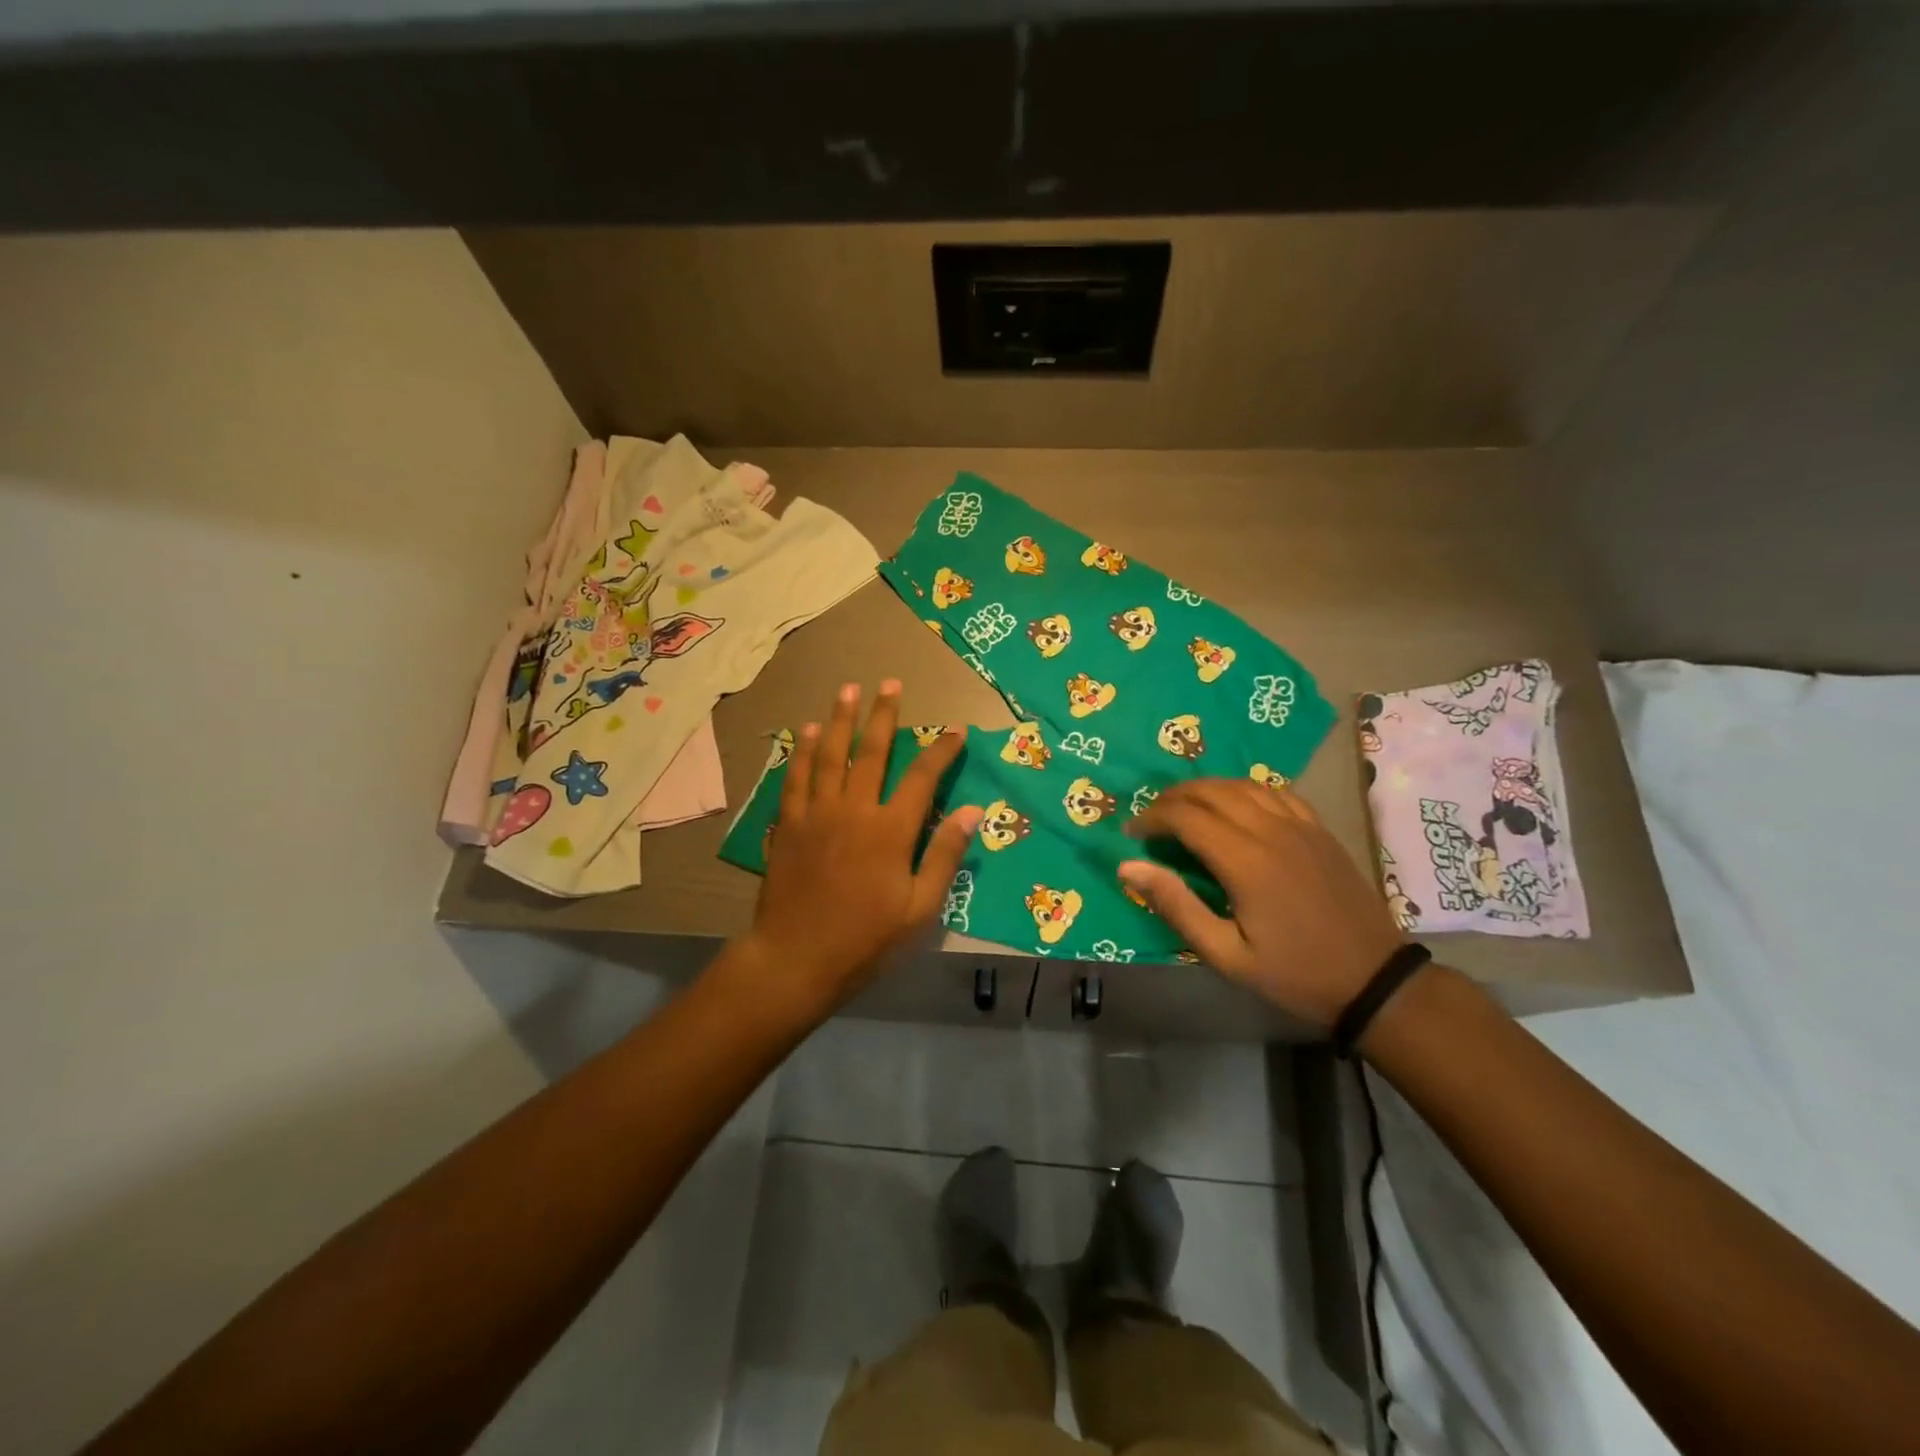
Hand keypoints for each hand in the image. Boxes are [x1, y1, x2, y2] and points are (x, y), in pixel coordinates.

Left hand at [741, 680, 979, 1014]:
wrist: (795, 959)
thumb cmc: (865, 940)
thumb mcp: (919, 908)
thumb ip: (944, 855)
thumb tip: (973, 811)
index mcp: (890, 830)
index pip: (923, 777)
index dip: (942, 750)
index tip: (956, 730)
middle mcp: (853, 809)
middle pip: (872, 751)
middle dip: (883, 715)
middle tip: (889, 683)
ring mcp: (816, 813)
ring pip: (830, 754)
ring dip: (840, 720)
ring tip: (847, 690)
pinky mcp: (787, 824)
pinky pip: (796, 777)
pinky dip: (804, 751)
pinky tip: (808, 732)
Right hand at [1119, 779, 1401, 1027]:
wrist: (1374, 980)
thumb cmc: (1294, 973)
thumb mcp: (1225, 954)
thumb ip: (1175, 905)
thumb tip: (1127, 866)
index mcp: (1245, 860)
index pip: (1185, 816)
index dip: (1151, 818)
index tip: (1132, 833)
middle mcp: (1271, 830)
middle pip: (1210, 791)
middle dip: (1172, 798)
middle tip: (1151, 819)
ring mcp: (1300, 825)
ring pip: (1242, 784)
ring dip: (1205, 789)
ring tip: (1184, 807)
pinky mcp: (1319, 830)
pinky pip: (1274, 792)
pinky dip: (1244, 790)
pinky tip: (1235, 805)